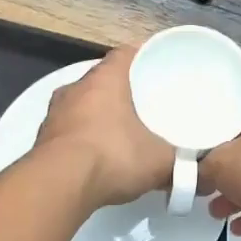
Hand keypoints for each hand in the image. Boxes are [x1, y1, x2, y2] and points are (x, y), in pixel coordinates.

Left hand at [35, 47, 173, 208]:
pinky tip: (97, 156)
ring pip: (81, 104)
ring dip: (98, 114)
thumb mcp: (159, 161)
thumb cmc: (113, 156)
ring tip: (120, 131)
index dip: (141, 57)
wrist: (58, 187)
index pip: (124, 54)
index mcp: (105, 79)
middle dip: (121, 89)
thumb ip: (180, 163)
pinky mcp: (41, 140)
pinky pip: (68, 130)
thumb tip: (199, 173)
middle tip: (143, 103)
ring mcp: (54, 113)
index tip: (156, 66)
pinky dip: (82, 137)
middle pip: (101, 78)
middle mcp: (76, 88)